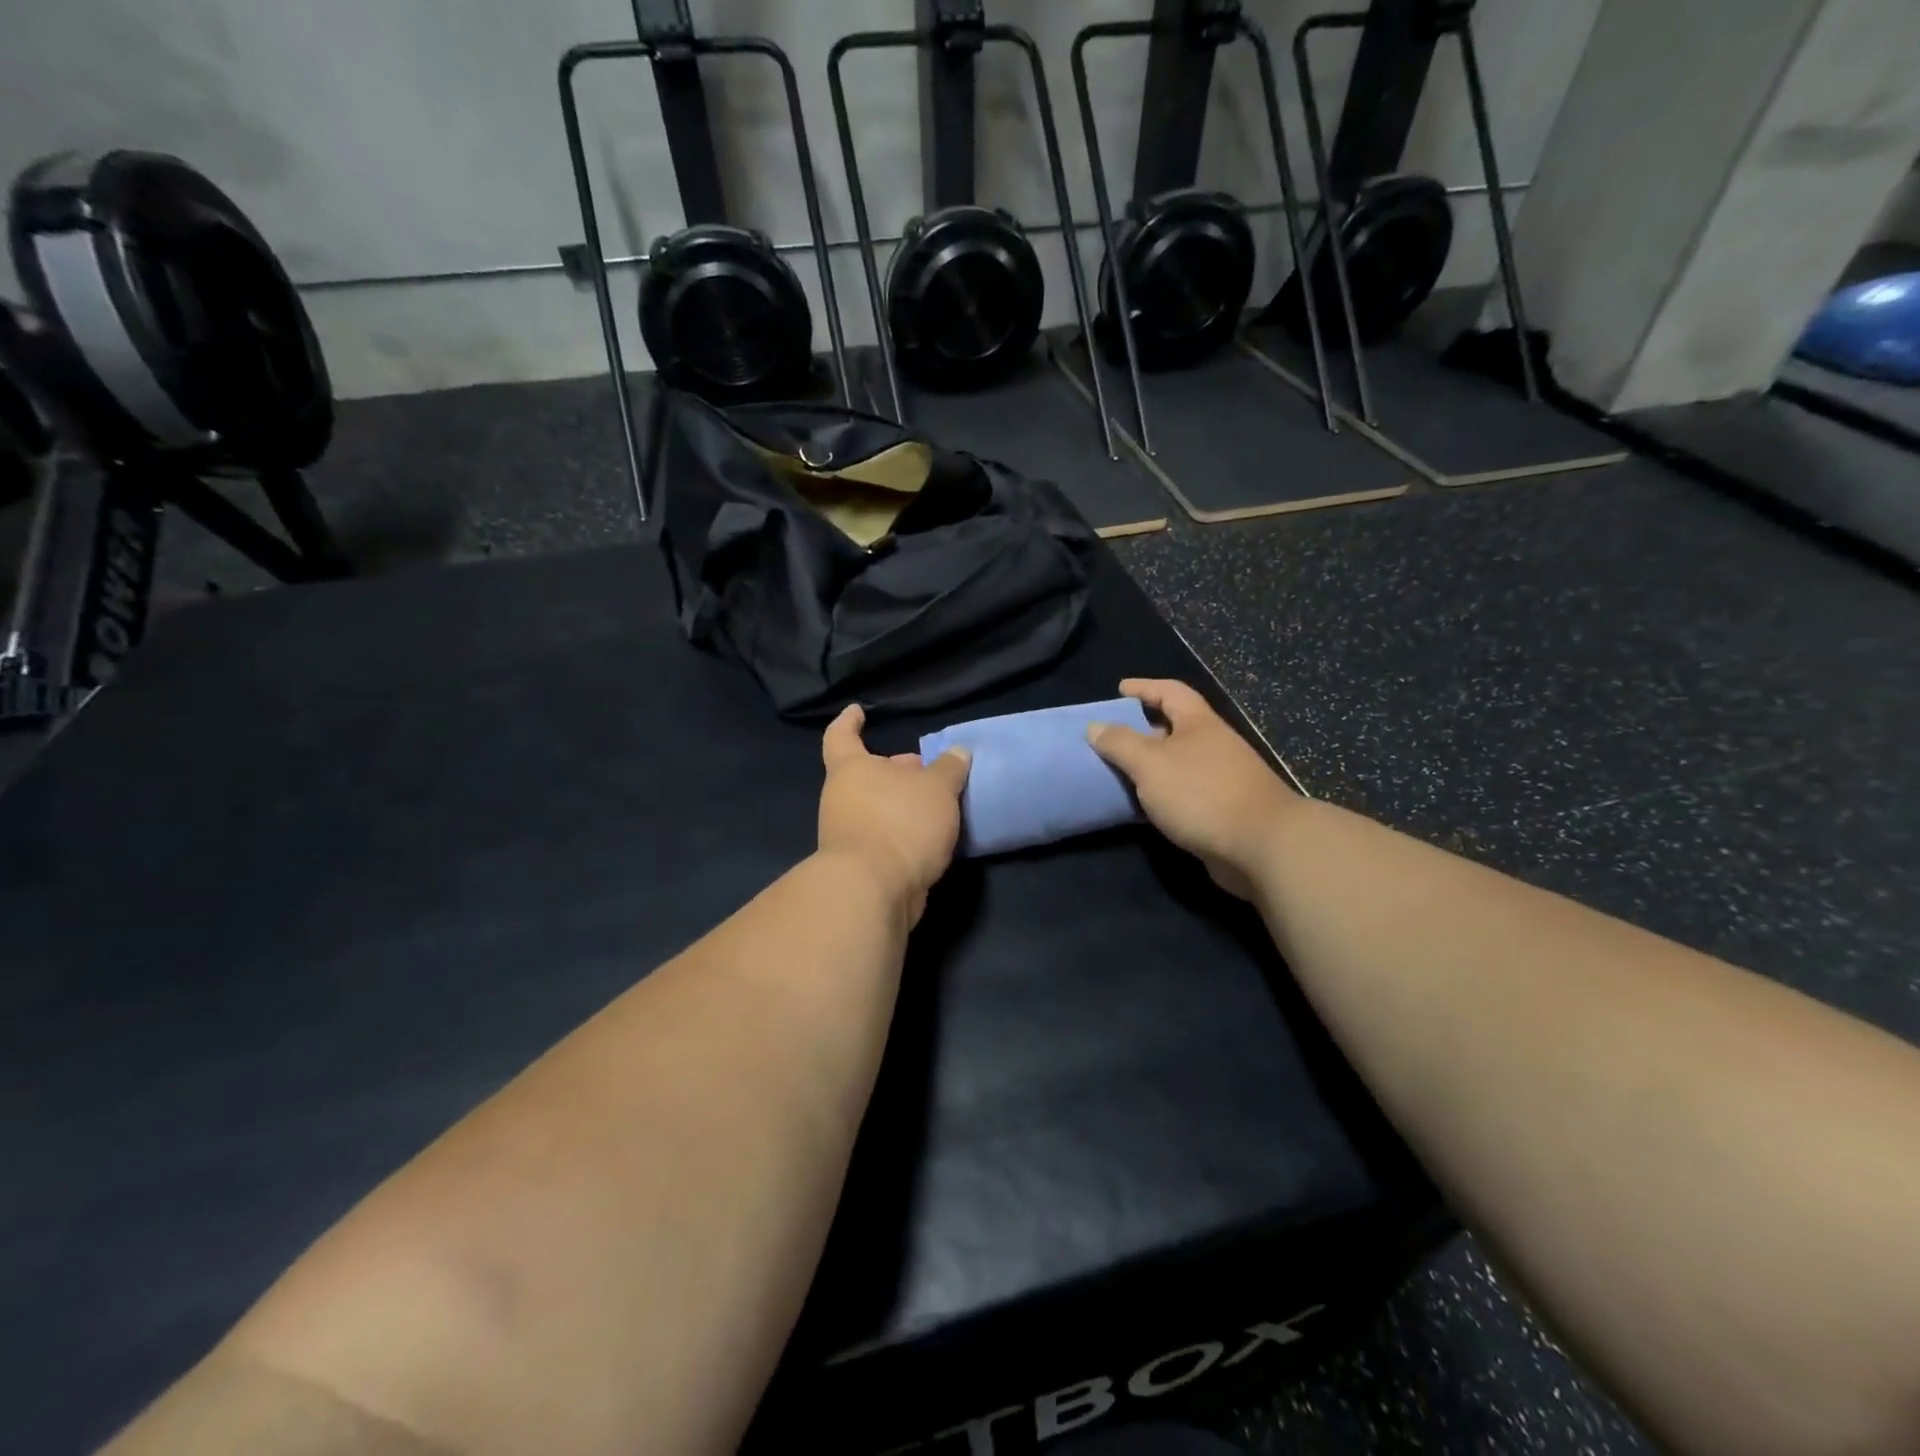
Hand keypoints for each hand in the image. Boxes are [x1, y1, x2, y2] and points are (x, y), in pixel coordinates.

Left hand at [818, 704, 971, 925]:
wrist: (872, 891)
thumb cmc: (900, 823)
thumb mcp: (938, 789)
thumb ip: (949, 769)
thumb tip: (957, 752)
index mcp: (851, 769)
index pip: (841, 736)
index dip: (849, 722)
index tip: (857, 711)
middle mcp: (843, 797)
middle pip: (867, 774)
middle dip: (895, 770)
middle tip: (927, 768)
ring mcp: (847, 833)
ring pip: (878, 807)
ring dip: (903, 804)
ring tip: (938, 804)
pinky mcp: (860, 864)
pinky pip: (884, 835)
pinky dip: (903, 831)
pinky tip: (930, 836)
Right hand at [1087, 679, 1299, 899]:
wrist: (1261, 846)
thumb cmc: (1201, 793)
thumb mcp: (1151, 763)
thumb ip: (1120, 743)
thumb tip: (1095, 726)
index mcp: (1199, 724)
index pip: (1171, 692)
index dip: (1144, 688)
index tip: (1120, 689)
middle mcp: (1213, 746)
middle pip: (1174, 728)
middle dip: (1143, 730)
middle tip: (1110, 737)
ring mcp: (1220, 779)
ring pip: (1177, 764)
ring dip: (1149, 767)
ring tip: (1118, 773)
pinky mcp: (1221, 810)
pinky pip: (1183, 794)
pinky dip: (1161, 795)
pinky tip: (1142, 807)